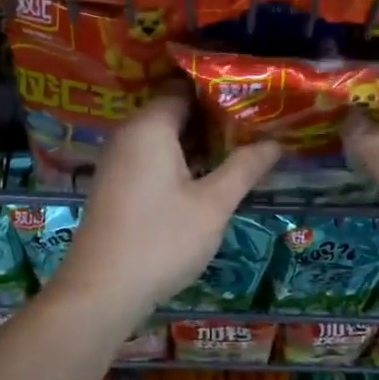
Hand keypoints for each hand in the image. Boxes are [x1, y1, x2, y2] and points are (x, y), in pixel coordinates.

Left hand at [53, 89, 280, 319]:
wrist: (102, 292)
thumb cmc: (161, 240)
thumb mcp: (213, 204)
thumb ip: (244, 168)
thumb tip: (276, 142)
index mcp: (149, 127)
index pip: (185, 87)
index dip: (221, 89)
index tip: (254, 96)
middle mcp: (129, 135)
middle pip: (175, 110)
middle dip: (215, 116)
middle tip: (258, 121)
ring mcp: (120, 161)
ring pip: (165, 137)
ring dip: (200, 141)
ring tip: (244, 145)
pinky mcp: (118, 185)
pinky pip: (154, 158)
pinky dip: (181, 160)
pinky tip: (210, 175)